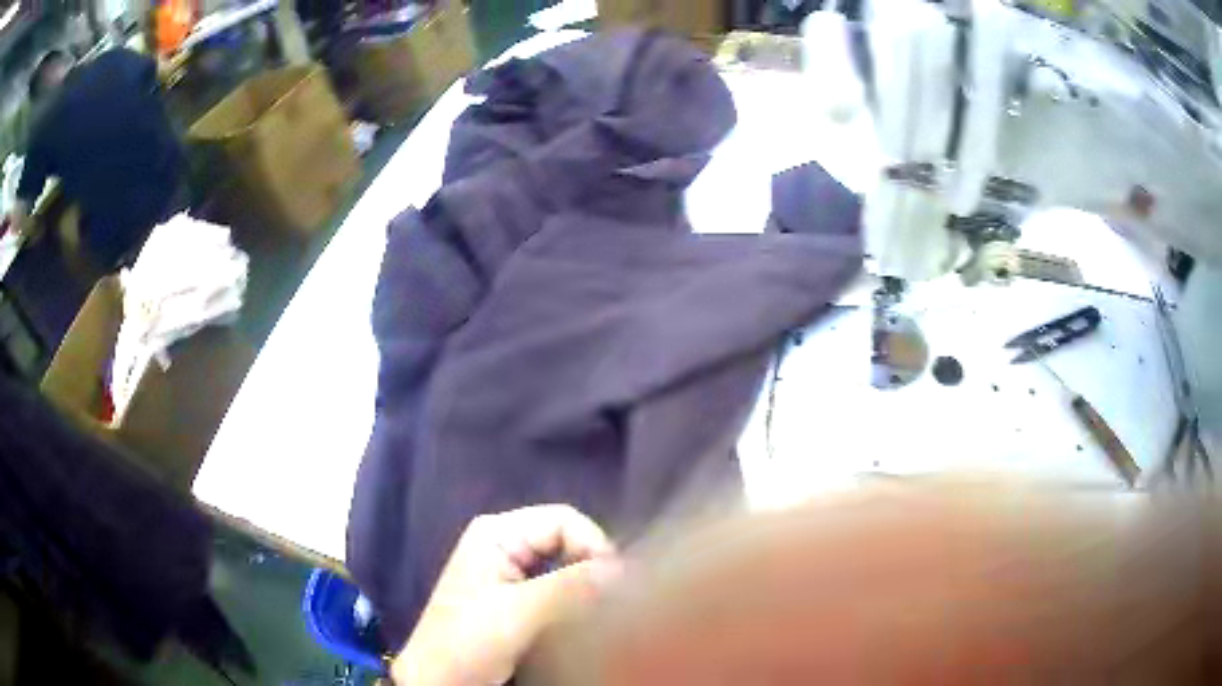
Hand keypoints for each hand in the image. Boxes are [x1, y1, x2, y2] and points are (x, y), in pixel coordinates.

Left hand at [391, 505, 621, 685]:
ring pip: (566, 567)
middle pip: (567, 541)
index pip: (564, 520)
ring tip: (604, 611)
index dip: (594, 545)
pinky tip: (585, 619)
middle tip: (615, 601)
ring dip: (586, 586)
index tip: (617, 585)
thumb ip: (570, 586)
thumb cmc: (469, 641)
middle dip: (592, 567)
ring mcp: (510, 573)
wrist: (441, 681)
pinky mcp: (517, 600)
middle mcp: (506, 544)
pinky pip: (559, 589)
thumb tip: (626, 570)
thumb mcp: (519, 612)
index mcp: (498, 532)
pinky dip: (577, 601)